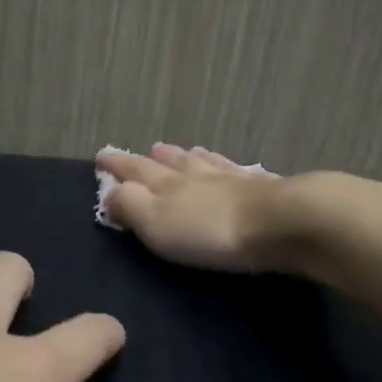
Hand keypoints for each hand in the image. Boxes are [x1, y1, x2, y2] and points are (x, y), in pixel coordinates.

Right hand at [96, 144, 283, 272]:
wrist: (278, 222)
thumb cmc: (209, 230)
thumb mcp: (155, 223)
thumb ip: (129, 206)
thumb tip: (110, 191)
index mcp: (166, 184)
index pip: (135, 170)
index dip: (117, 164)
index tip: (102, 156)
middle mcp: (196, 174)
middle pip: (170, 162)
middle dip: (153, 158)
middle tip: (146, 150)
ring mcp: (231, 178)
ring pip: (203, 162)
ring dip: (188, 157)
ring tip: (182, 151)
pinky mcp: (262, 188)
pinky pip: (237, 171)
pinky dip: (225, 165)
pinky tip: (232, 166)